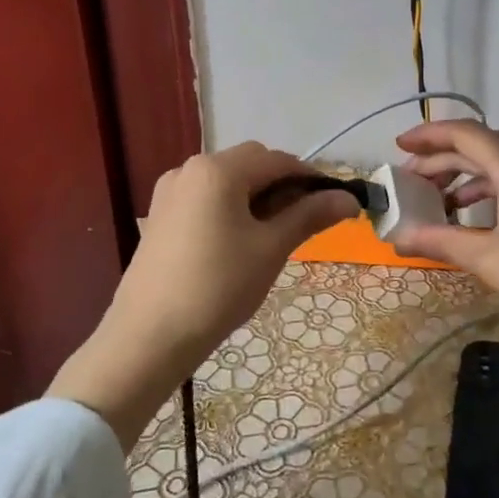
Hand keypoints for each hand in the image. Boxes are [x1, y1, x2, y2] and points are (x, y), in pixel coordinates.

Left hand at [48, 143, 357, 448]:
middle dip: (283, 186)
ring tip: (273, 238)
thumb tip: (349, 198)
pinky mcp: (160, 215)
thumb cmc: (218, 287)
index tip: (335, 206)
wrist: (149, 337)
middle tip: (305, 225)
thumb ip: (309, 215)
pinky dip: (231, 208)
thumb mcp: (271, 249)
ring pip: (228, 181)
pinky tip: (239, 243)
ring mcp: (170, 191)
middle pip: (251, 163)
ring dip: (257, 197)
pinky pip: (206, 198)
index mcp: (219, 169)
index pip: (279, 160)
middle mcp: (190, 168)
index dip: (312, 179)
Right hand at [388, 120, 498, 351]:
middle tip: (412, 182)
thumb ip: (441, 242)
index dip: (429, 136)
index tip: (399, 147)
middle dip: (444, 160)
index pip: (466, 134)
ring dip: (469, 177)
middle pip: (484, 147)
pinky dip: (494, 191)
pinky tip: (482, 219)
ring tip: (441, 203)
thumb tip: (398, 237)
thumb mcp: (490, 261)